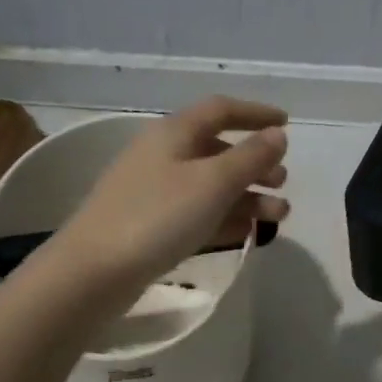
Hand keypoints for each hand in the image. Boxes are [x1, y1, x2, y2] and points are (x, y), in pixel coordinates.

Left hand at [48, 97, 290, 292]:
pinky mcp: (151, 224)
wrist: (93, 272)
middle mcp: (163, 155)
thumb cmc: (158, 216)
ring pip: (211, 185)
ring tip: (278, 216)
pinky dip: (225, 217)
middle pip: (218, 149)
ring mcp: (154, 191)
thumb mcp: (213, 183)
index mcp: (174, 133)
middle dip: (255, 163)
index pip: (221, 109)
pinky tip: (247, 232)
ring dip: (247, 195)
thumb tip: (277, 134)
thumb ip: (250, 157)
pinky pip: (198, 212)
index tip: (287, 124)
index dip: (255, 113)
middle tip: (282, 182)